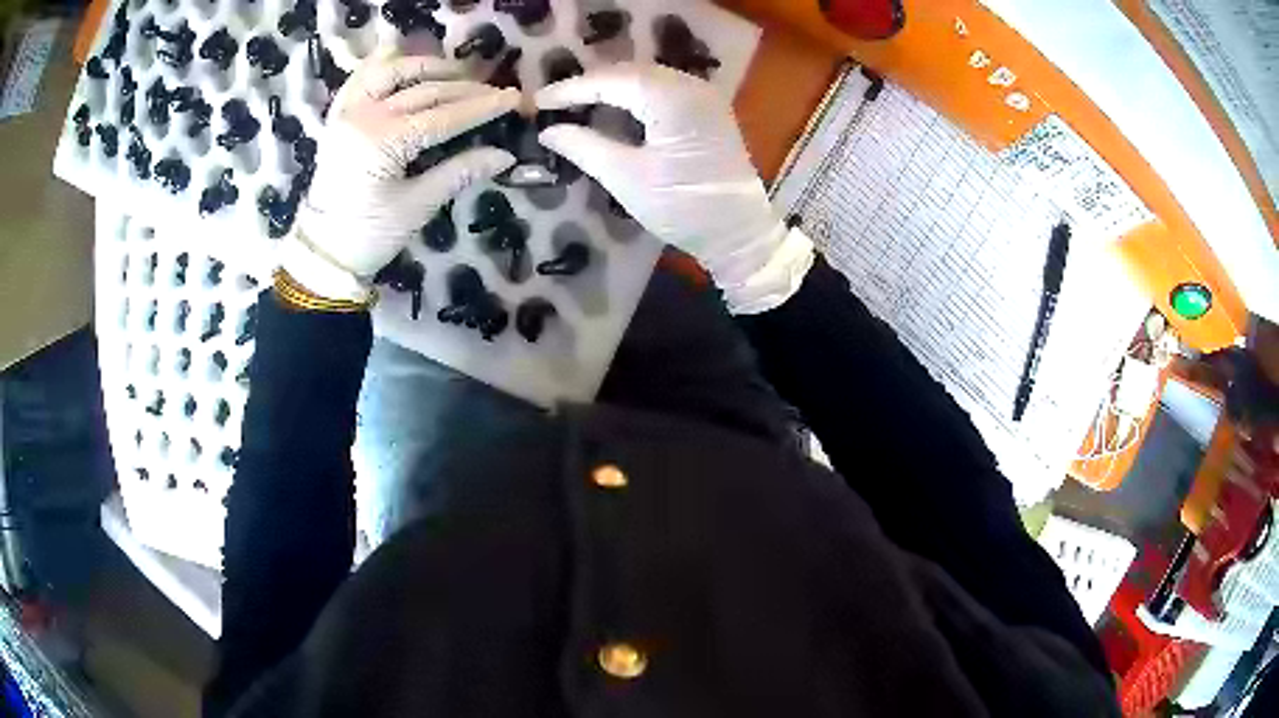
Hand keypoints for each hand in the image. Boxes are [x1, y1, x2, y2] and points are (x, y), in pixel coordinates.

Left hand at [288, 54, 520, 300]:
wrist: (322, 250)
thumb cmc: (369, 234)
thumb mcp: (418, 206)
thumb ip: (459, 172)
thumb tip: (504, 155)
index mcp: (384, 142)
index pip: (445, 115)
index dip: (483, 107)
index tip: (514, 99)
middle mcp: (365, 116)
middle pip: (426, 90)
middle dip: (465, 88)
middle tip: (496, 91)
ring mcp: (348, 112)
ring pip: (393, 72)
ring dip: (428, 66)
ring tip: (455, 73)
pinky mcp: (338, 116)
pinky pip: (360, 78)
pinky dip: (381, 65)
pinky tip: (400, 59)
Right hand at [536, 63, 812, 313]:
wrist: (739, 232)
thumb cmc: (682, 208)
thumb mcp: (625, 178)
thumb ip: (583, 147)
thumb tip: (548, 130)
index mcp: (671, 98)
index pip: (609, 80)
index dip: (570, 89)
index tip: (537, 101)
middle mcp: (690, 85)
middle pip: (627, 73)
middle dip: (588, 85)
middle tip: (554, 104)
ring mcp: (703, 95)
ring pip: (644, 78)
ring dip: (609, 88)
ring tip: (576, 106)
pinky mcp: (707, 109)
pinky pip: (662, 89)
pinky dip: (632, 95)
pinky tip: (612, 110)